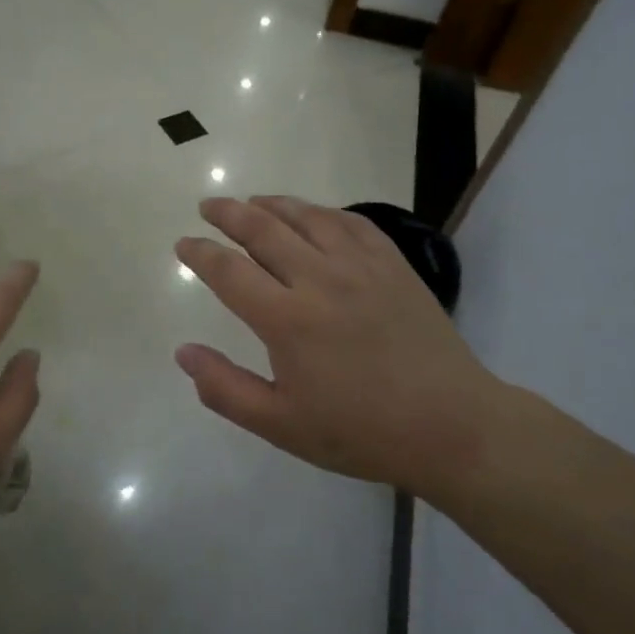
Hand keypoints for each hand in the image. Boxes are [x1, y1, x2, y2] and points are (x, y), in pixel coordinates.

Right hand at [175, 196, 509, 494]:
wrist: (451, 425)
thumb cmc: (360, 431)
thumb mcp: (281, 425)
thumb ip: (225, 389)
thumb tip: (183, 352)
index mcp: (287, 320)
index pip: (229, 271)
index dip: (200, 254)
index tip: (183, 244)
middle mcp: (320, 279)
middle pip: (263, 230)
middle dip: (229, 214)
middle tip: (209, 206)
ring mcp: (361, 266)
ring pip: (307, 217)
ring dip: (273, 204)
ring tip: (253, 201)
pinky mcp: (394, 265)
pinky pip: (352, 222)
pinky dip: (324, 211)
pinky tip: (315, 214)